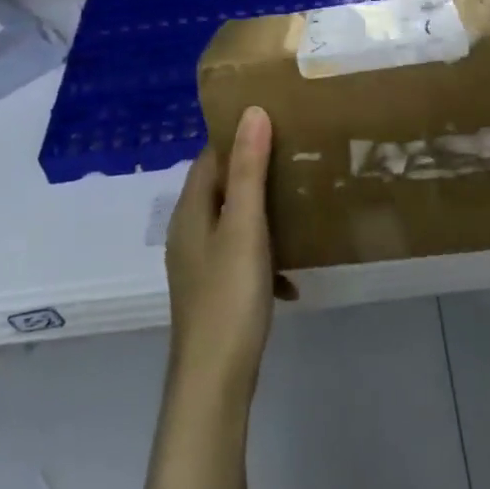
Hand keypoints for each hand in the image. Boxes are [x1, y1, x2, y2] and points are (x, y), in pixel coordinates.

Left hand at [165, 105, 283, 398]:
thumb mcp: (244, 227)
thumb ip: (248, 171)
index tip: (277, 122)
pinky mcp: (214, 291)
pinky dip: (265, 257)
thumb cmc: (229, 295)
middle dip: (255, 172)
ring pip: (233, 224)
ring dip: (262, 213)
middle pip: (221, 189)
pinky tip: (293, 275)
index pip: (209, 158)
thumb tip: (252, 112)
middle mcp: (188, 232)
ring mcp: (200, 264)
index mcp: (190, 211)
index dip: (238, 137)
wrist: (214, 376)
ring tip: (301, 204)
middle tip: (298, 158)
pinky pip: (241, 259)